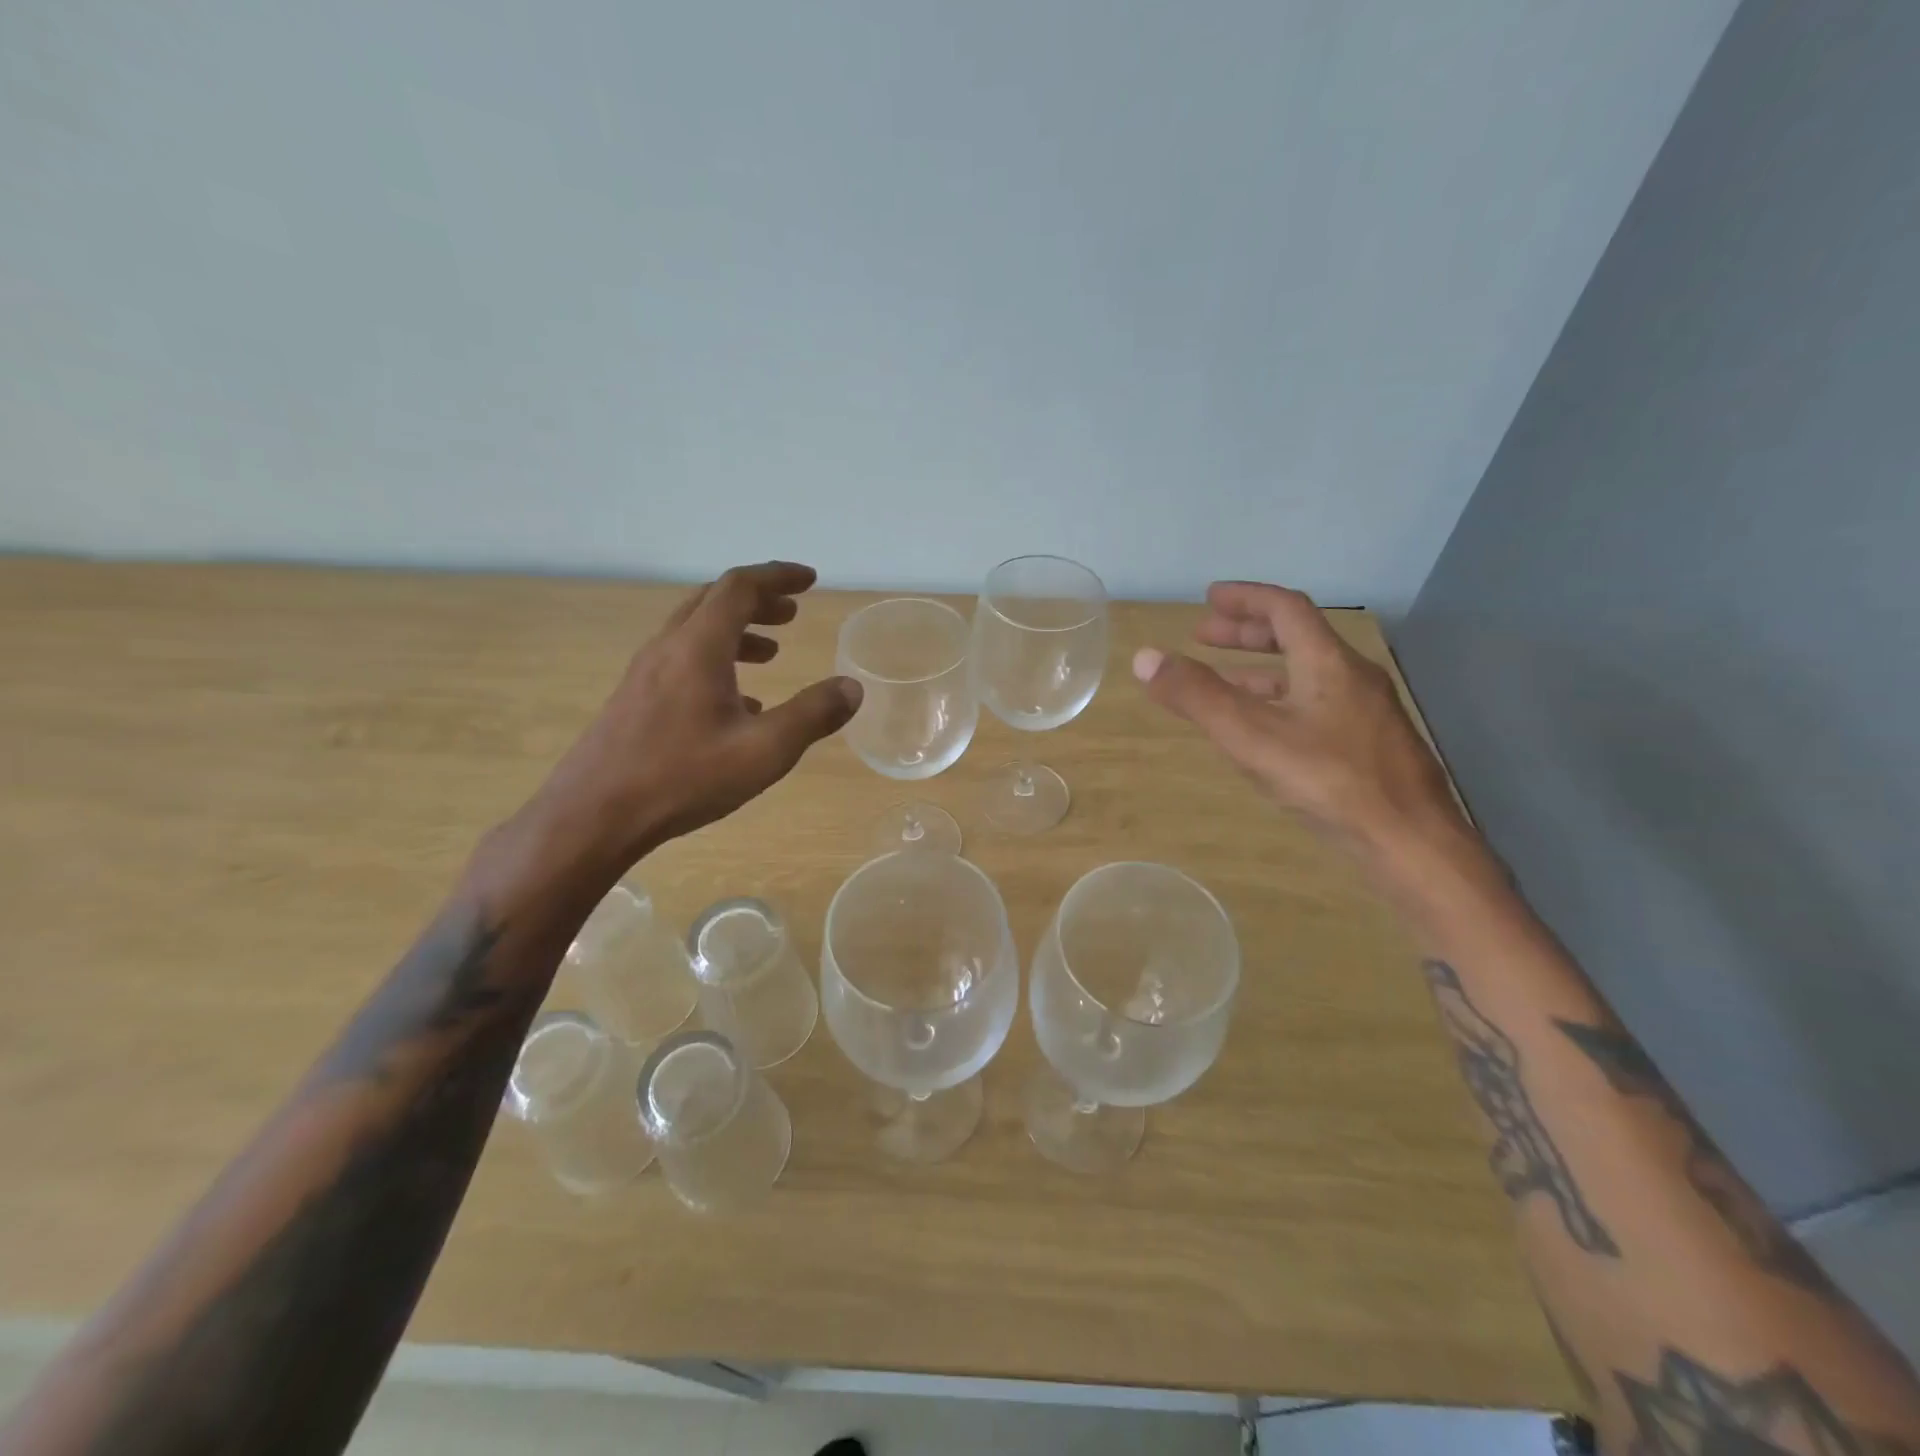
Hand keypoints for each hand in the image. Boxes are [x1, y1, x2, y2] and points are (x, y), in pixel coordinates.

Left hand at [489, 562, 861, 904]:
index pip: (740, 587)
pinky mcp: (634, 699)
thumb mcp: (763, 750)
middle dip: (758, 601)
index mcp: (699, 647)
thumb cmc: (683, 777)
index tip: (809, 579)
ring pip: (696, 632)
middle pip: (714, 601)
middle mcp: (668, 648)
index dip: (777, 576)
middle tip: (792, 614)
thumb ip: (812, 715)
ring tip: (771, 654)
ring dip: (737, 632)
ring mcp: (645, 673)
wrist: (593, 815)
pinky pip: (683, 661)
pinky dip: (717, 662)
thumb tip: (852, 687)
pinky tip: (738, 703)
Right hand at [1132, 581, 1464, 859]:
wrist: (1410, 842)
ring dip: (1260, 669)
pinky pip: (1316, 704)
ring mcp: (1365, 713)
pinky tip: (1264, 729)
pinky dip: (1280, 700)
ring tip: (1221, 680)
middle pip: (1297, 637)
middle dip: (1247, 632)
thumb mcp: (1251, 736)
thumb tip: (1145, 657)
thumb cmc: (1329, 781)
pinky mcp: (1369, 746)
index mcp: (1327, 662)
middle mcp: (1351, 677)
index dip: (1245, 598)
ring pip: (1306, 674)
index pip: (1285, 608)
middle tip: (1204, 636)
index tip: (1208, 599)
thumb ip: (1197, 696)